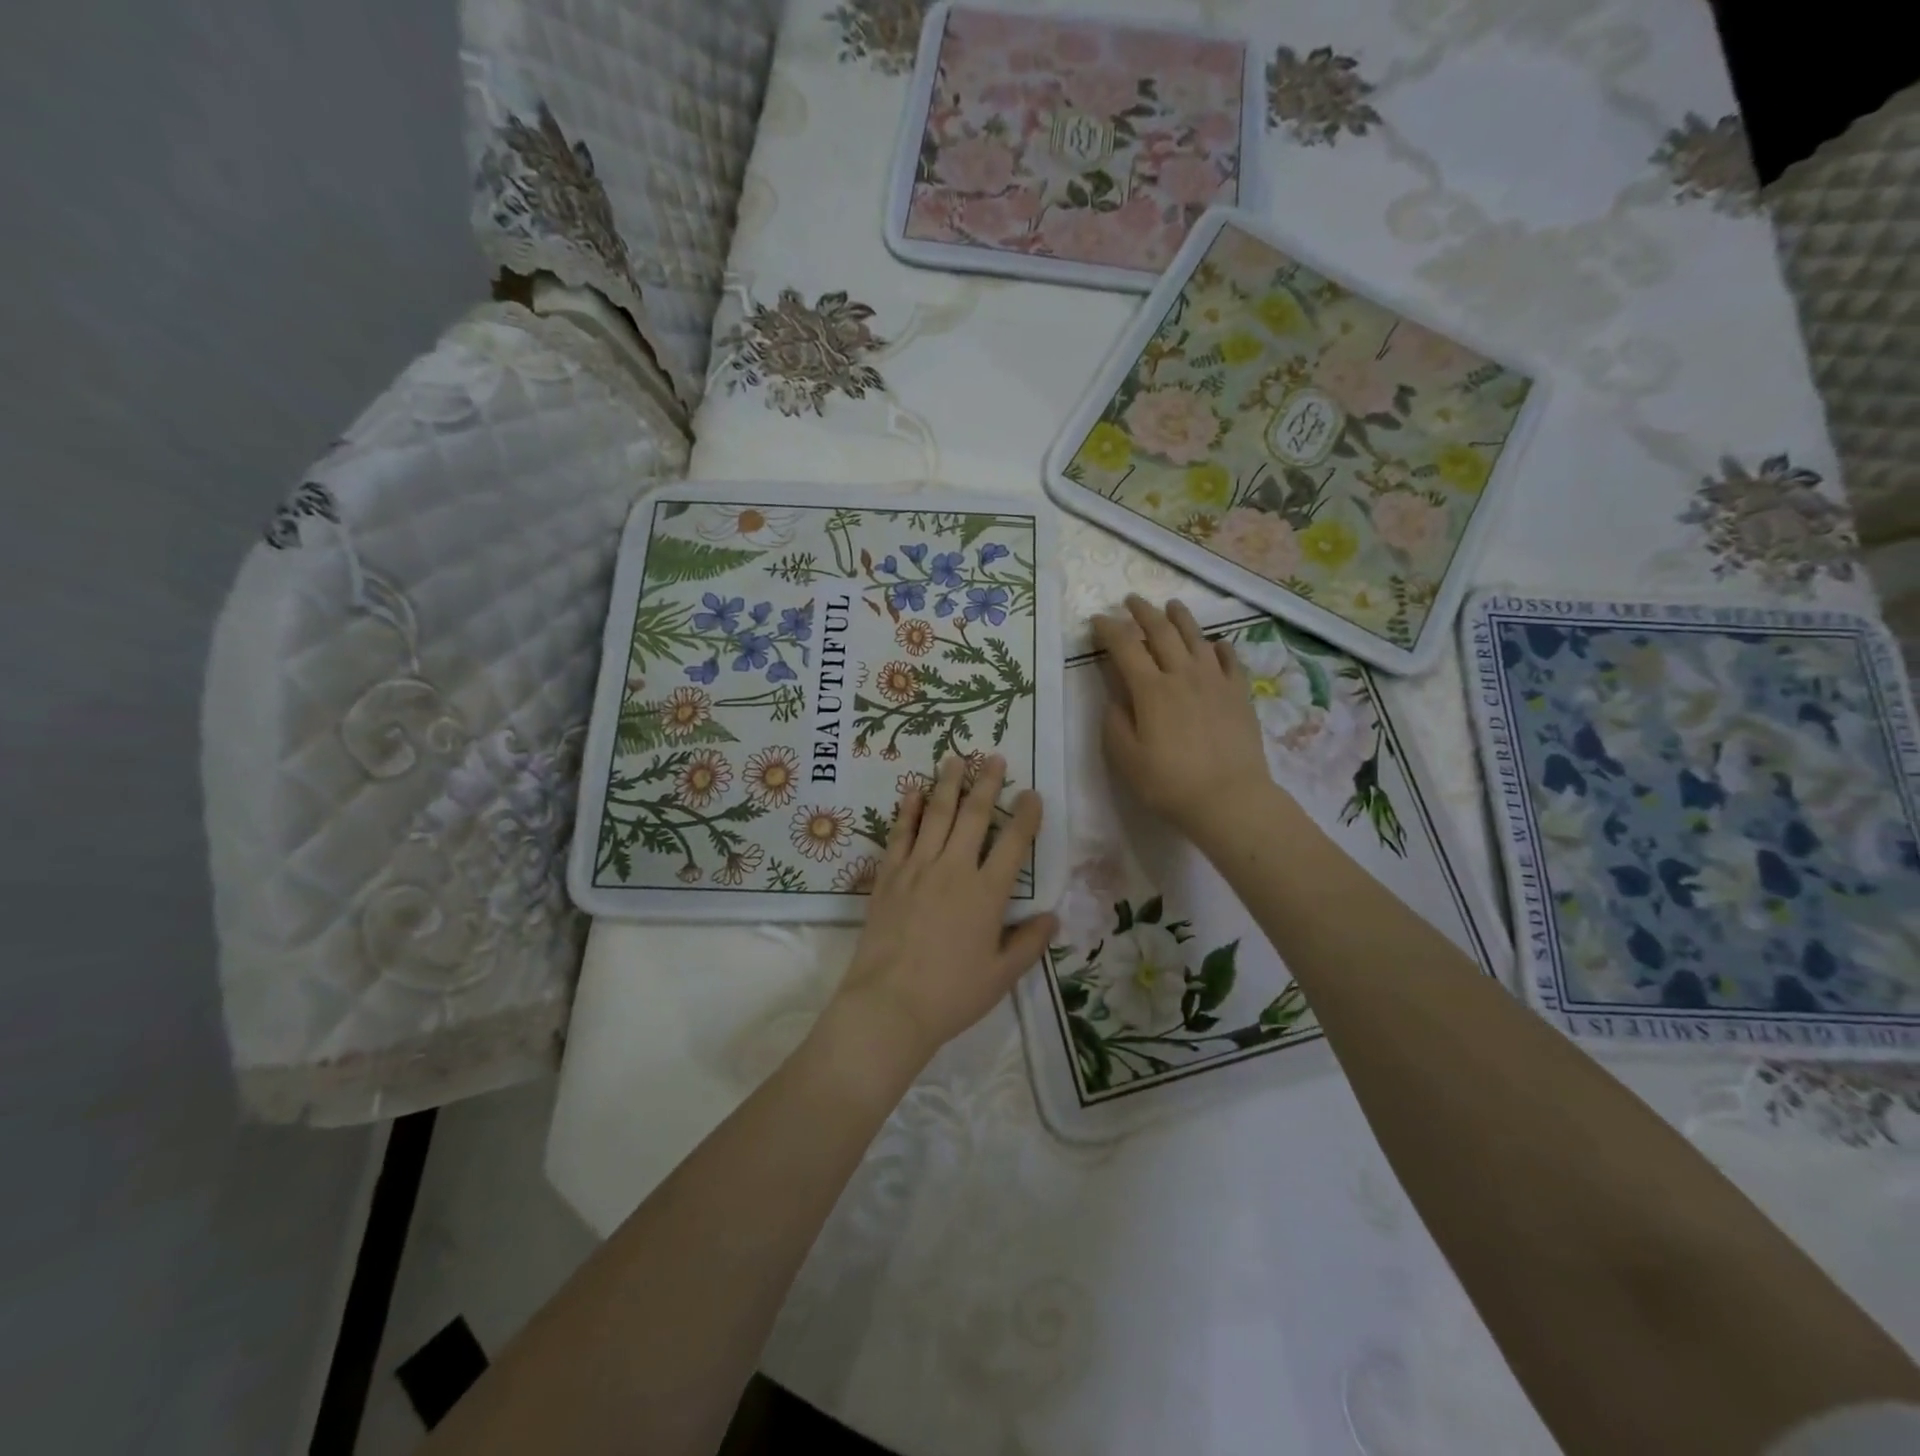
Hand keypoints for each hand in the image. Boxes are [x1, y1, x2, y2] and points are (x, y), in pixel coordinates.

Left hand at [829, 753, 1056, 1065]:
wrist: (890, 1004)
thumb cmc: (952, 994)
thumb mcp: (1001, 976)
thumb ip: (1029, 943)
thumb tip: (1052, 917)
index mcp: (987, 893)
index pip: (1014, 843)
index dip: (1026, 815)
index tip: (1031, 793)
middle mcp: (954, 869)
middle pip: (974, 816)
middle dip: (986, 783)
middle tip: (992, 756)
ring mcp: (917, 868)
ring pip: (936, 815)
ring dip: (947, 784)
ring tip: (953, 758)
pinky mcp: (888, 876)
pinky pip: (899, 834)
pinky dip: (906, 811)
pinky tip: (910, 792)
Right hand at [1093, 596, 1275, 841]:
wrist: (1229, 798)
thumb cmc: (1169, 783)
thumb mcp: (1126, 758)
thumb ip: (1115, 722)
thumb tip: (1118, 698)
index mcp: (1150, 689)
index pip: (1125, 647)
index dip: (1108, 629)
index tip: (1097, 620)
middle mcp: (1182, 674)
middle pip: (1161, 632)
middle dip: (1142, 612)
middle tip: (1130, 600)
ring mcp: (1215, 680)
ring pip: (1196, 637)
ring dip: (1180, 617)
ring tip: (1171, 605)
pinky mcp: (1239, 693)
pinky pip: (1230, 659)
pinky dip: (1219, 646)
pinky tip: (1215, 643)